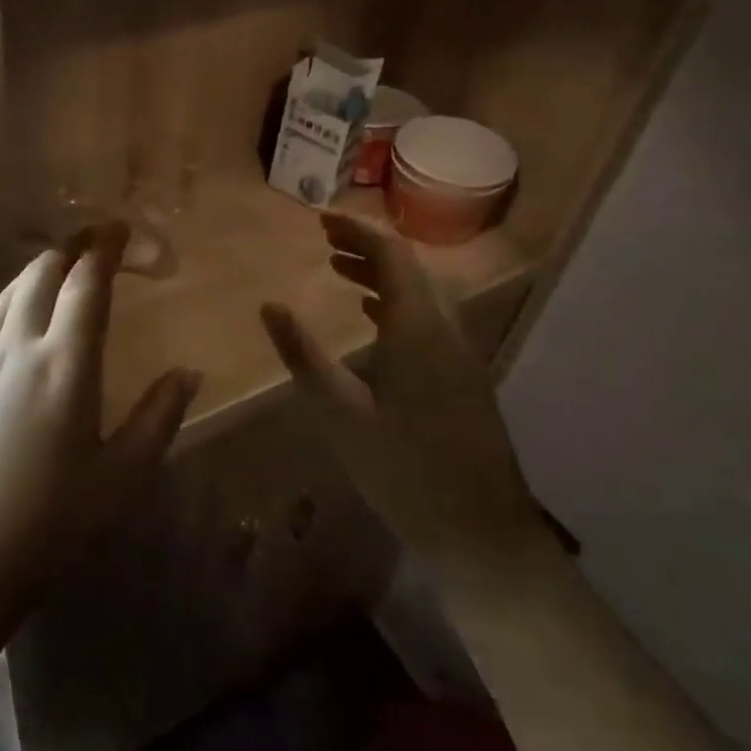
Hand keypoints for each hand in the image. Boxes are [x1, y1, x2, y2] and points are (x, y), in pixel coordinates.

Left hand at [0, 224, 201, 639]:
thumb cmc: (48, 526)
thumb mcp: (120, 480)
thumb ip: (158, 419)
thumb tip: (188, 373)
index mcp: (65, 366)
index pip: (86, 285)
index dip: (104, 249)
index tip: (120, 228)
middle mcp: (17, 350)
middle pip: (41, 275)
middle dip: (71, 248)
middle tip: (95, 240)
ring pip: (7, 294)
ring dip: (38, 271)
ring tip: (60, 268)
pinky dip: (12, 302)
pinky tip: (19, 322)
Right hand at [260, 212, 551, 571]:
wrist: (480, 530)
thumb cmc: (402, 469)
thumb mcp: (340, 413)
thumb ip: (304, 356)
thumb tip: (270, 306)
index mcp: (418, 329)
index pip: (391, 256)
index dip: (356, 232)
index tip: (320, 220)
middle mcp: (446, 329)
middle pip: (410, 268)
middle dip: (367, 246)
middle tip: (324, 239)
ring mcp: (460, 353)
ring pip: (421, 293)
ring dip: (382, 274)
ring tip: (339, 268)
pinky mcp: (463, 375)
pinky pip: (428, 318)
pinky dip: (396, 302)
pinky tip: (372, 317)